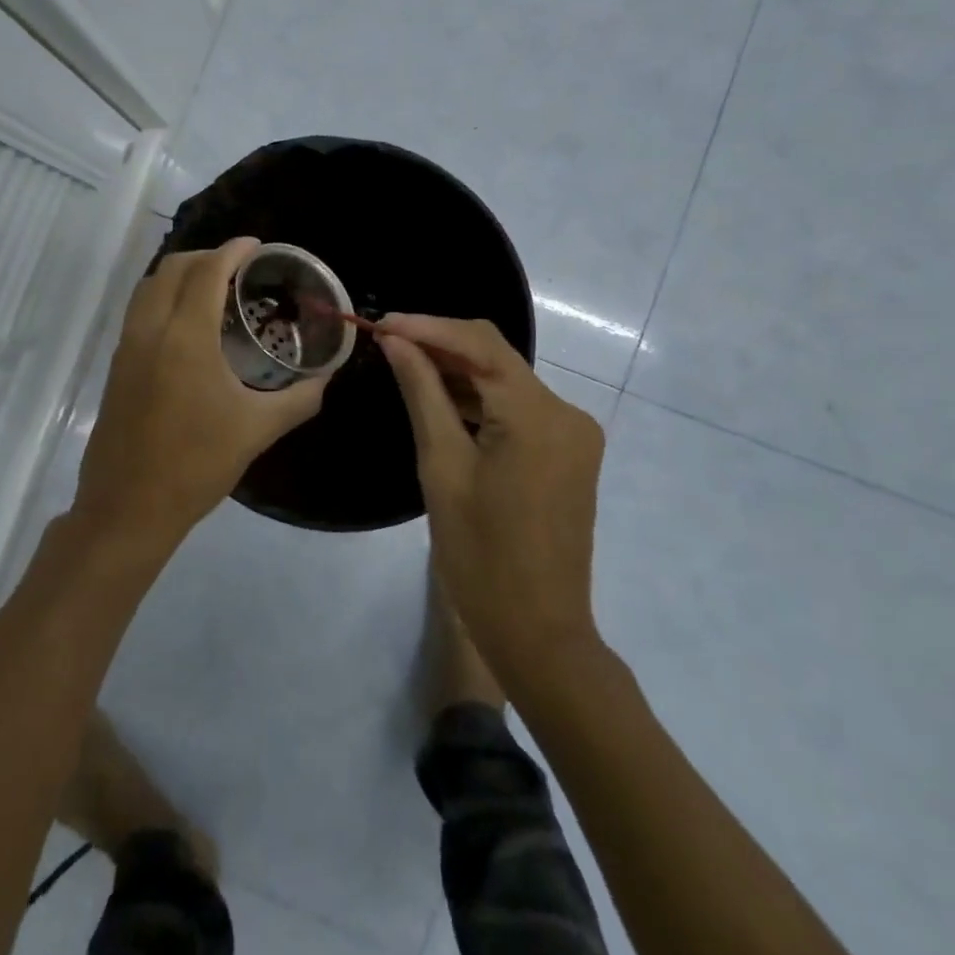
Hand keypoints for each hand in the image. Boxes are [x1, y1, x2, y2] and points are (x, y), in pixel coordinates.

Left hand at [74, 239, 325, 557]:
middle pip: (174, 268)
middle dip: (206, 256)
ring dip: (180, 274)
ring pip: (149, 286)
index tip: (256, 244)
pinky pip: (139, 310)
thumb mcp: (257, 430)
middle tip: (239, 266)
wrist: (128, 506)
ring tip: (213, 287)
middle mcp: (151, 329)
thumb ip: (298, 399)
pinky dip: (163, 296)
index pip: (207, 272)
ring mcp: (127, 346)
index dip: (232, 250)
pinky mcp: (116, 365)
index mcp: (186, 337)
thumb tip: (326, 379)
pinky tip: (187, 323)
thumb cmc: (196, 464)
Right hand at [379, 315, 607, 675]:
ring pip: (506, 382)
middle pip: (496, 358)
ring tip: (403, 364)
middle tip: (386, 341)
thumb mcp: (442, 467)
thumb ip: (423, 393)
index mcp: (538, 415)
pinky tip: (440, 399)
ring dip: (458, 372)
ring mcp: (572, 434)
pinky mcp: (568, 453)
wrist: (538, 633)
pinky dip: (479, 400)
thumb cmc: (481, 555)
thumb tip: (396, 342)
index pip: (480, 344)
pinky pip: (517, 409)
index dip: (428, 326)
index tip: (381, 322)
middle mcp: (566, 412)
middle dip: (440, 344)